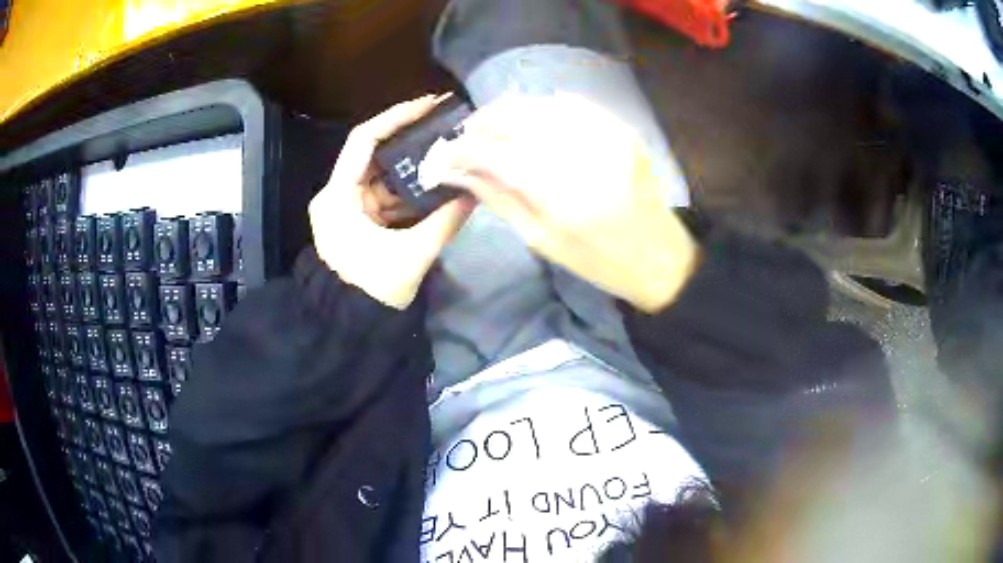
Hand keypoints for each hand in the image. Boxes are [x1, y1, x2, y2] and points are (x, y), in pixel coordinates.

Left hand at [309, 95, 474, 309]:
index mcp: (338, 197)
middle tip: (447, 125)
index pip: (364, 140)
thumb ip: (445, 221)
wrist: (349, 329)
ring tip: (450, 152)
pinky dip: (411, 193)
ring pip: (384, 177)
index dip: (396, 117)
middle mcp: (338, 195)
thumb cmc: (372, 292)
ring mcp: (348, 208)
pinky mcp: (359, 221)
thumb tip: (476, 191)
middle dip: (411, 141)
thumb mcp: (411, 255)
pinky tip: (439, 185)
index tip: (430, 104)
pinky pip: (387, 198)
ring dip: (415, 169)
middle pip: (376, 155)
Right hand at [419, 94, 698, 312]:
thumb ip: (497, 197)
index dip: (458, 150)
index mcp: (559, 194)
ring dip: (508, 114)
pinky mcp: (621, 127)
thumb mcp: (540, 239)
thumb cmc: (597, 261)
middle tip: (467, 140)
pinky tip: (533, 126)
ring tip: (496, 133)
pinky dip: (542, 110)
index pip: (492, 153)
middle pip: (514, 115)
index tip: (440, 156)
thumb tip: (458, 170)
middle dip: (481, 123)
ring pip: (539, 103)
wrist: (659, 255)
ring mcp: (606, 133)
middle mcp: (582, 152)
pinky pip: (570, 104)